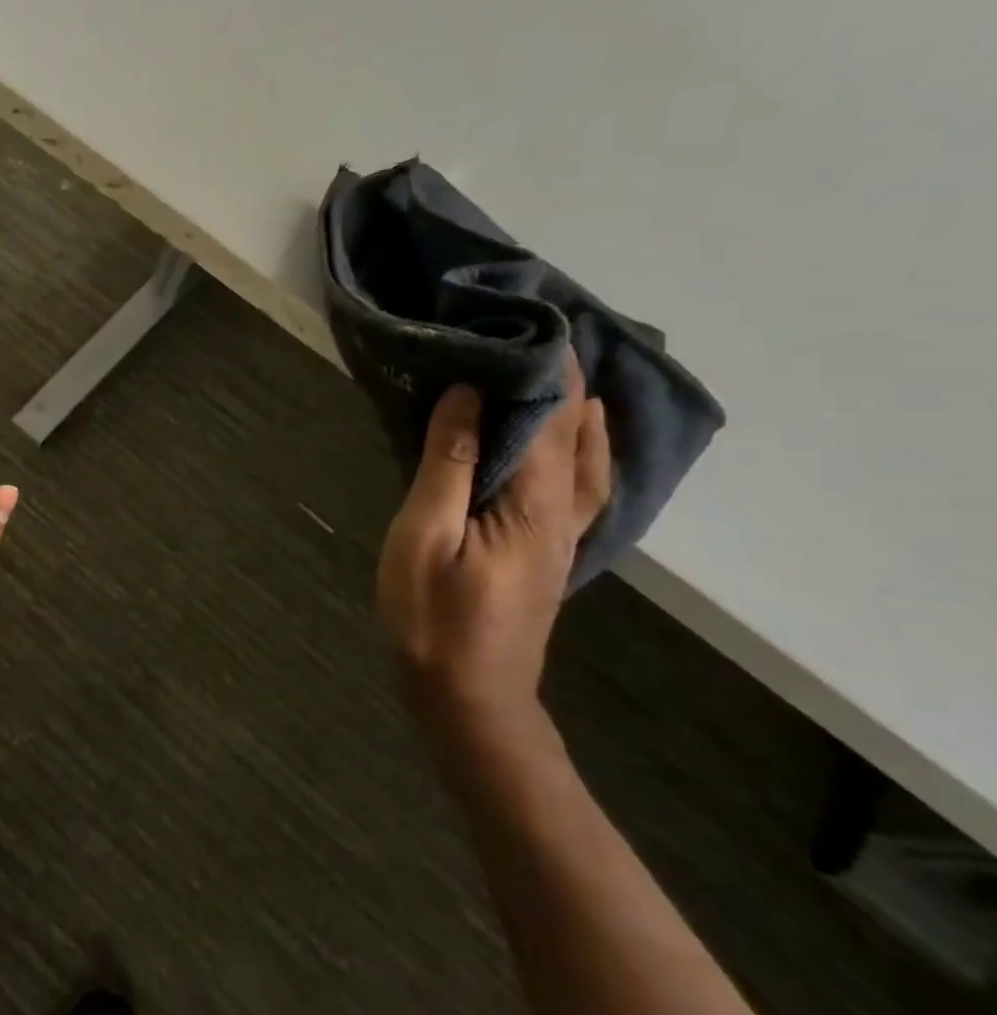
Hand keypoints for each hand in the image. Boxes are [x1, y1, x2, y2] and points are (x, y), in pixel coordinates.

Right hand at [375, 361, 609, 729]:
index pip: (549, 416)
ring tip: (564, 372)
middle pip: (577, 430)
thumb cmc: (435, 617)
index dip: (543, 366)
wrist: (470, 696)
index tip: (527, 318)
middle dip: (564, 377)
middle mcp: (563, 510)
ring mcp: (563, 533)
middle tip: (538, 330)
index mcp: (534, 502)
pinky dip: (582, 446)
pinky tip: (573, 441)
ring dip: (579, 409)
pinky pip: (580, 482)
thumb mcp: (425, 537)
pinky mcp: (550, 549)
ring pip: (588, 457)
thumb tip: (466, 395)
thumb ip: (448, 465)